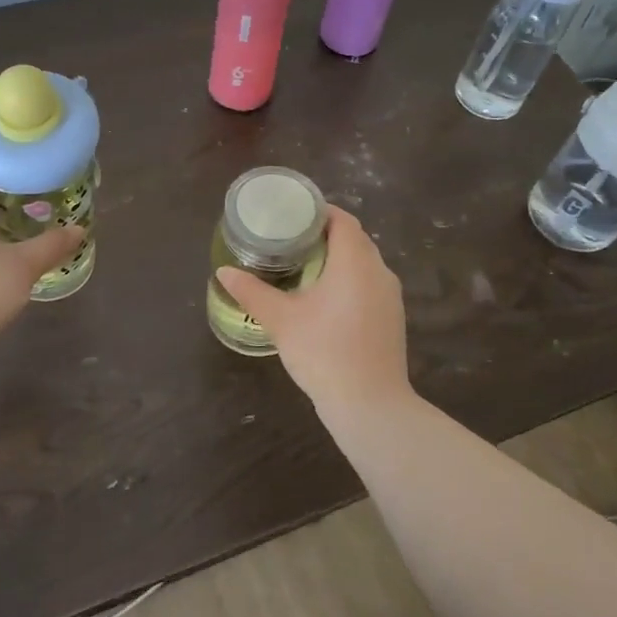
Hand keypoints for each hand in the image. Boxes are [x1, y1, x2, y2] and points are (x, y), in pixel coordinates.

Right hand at [215, 206, 412, 415]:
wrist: (370, 404)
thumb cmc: (324, 352)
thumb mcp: (281, 320)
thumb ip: (252, 291)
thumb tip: (224, 272)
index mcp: (355, 261)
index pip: (342, 220)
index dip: (318, 212)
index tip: (291, 216)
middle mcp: (379, 271)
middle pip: (354, 239)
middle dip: (324, 235)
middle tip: (290, 241)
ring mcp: (390, 296)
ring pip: (364, 264)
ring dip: (338, 260)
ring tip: (304, 267)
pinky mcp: (392, 318)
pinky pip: (370, 285)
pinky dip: (349, 281)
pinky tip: (326, 300)